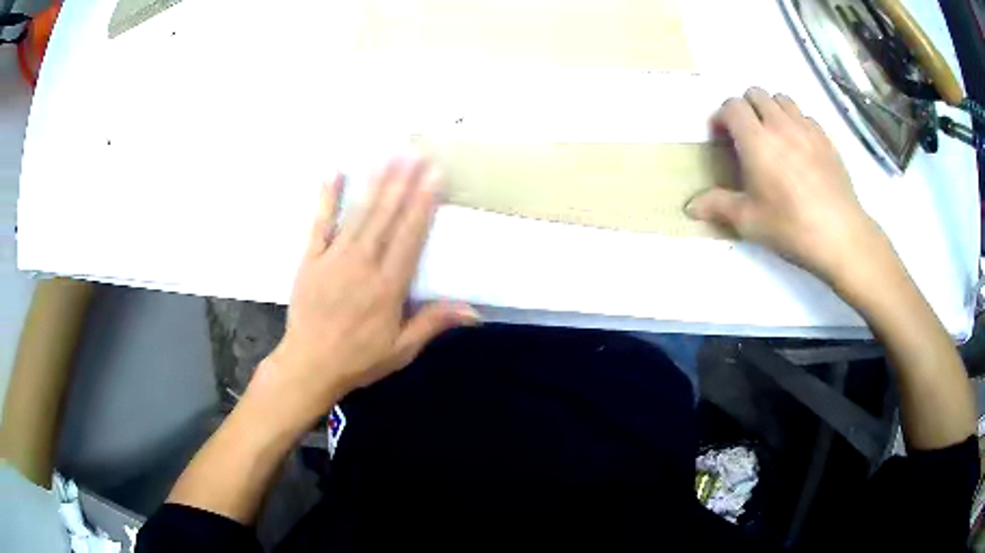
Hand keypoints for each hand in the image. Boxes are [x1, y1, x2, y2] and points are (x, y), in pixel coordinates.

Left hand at [252, 158, 479, 430]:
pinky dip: (327, 198)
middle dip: (402, 182)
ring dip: (375, 183)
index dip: (423, 204)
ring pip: (359, 214)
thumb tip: (474, 311)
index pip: (409, 236)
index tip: (433, 176)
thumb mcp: (401, 349)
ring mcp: (333, 258)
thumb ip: (433, 323)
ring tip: (388, 156)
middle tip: (415, 152)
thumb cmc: (358, 359)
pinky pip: (319, 224)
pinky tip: (334, 174)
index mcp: (388, 287)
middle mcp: (362, 265)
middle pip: (386, 217)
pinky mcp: (310, 259)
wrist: (309, 365)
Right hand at [686, 88, 886, 285]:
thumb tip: (689, 207)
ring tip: (772, 135)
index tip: (721, 137)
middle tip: (746, 135)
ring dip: (770, 109)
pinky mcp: (826, 138)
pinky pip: (804, 115)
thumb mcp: (750, 221)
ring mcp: (806, 128)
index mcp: (757, 141)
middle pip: (756, 94)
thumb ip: (718, 206)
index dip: (722, 117)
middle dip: (745, 108)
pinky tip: (798, 146)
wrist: (841, 236)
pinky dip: (795, 121)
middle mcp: (780, 125)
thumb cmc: (791, 228)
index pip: (732, 106)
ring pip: (781, 98)